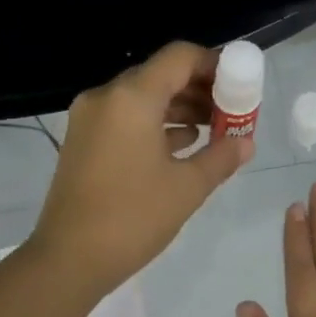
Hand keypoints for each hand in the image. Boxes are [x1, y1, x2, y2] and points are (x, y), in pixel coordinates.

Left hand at [29, 42, 252, 292]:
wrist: (70, 259)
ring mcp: (88, 120)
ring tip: (212, 132)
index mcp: (132, 98)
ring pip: (141, 99)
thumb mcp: (187, 188)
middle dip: (198, 90)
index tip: (239, 86)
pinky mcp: (81, 143)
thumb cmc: (133, 218)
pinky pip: (124, 120)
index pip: (179, 57)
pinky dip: (153, 126)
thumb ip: (221, 157)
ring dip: (177, 109)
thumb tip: (246, 143)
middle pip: (159, 75)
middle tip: (230, 113)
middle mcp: (106, 97)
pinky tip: (180, 147)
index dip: (214, 65)